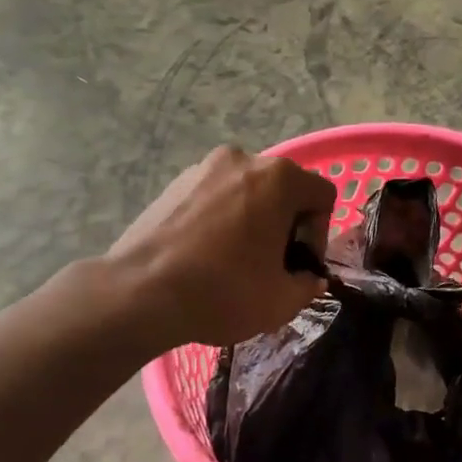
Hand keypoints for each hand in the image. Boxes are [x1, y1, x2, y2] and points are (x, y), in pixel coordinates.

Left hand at [108, 146, 335, 347]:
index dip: (319, 234)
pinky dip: (218, 220)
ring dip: (250, 220)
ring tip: (233, 261)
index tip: (299, 265)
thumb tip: (308, 278)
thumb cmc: (224, 292)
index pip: (322, 196)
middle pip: (282, 189)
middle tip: (270, 265)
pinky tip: (203, 255)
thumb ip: (307, 285)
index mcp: (279, 178)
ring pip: (244, 192)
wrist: (140, 293)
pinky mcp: (172, 183)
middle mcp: (243, 160)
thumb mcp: (282, 301)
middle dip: (284, 224)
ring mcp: (202, 168)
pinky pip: (211, 197)